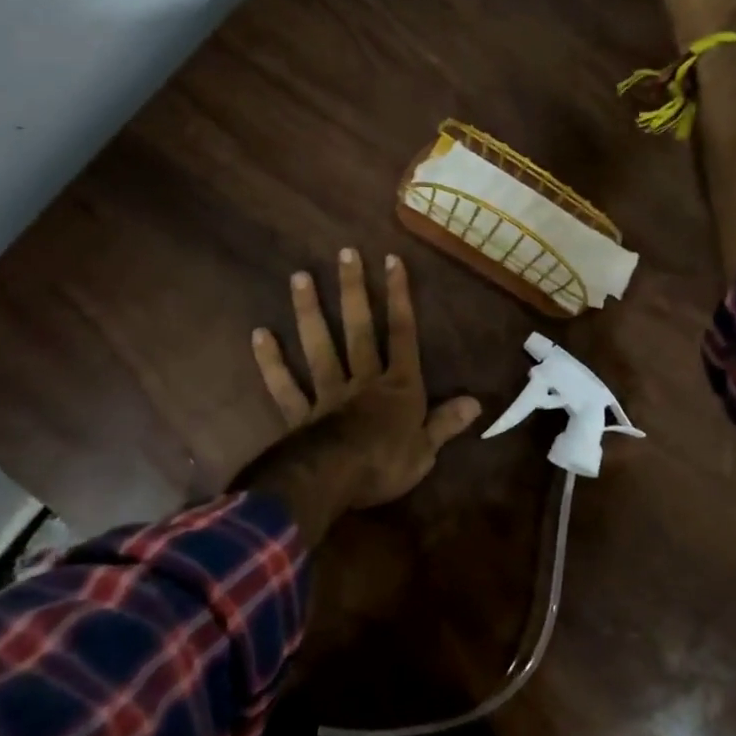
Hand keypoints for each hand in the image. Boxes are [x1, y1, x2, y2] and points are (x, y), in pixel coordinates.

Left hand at [251, 249, 480, 514]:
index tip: (392, 260)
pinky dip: (271, 362)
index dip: (399, 297)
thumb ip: (446, 422)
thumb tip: (476, 402)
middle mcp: (364, 381)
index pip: (403, 333)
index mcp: (398, 387)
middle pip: (358, 329)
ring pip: (319, 346)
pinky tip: (260, 334)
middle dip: (354, 290)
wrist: (335, 482)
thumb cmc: (387, 466)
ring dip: (310, 311)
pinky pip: (284, 385)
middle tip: (344, 253)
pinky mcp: (300, 414)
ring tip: (299, 276)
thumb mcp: (427, 450)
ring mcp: (328, 394)